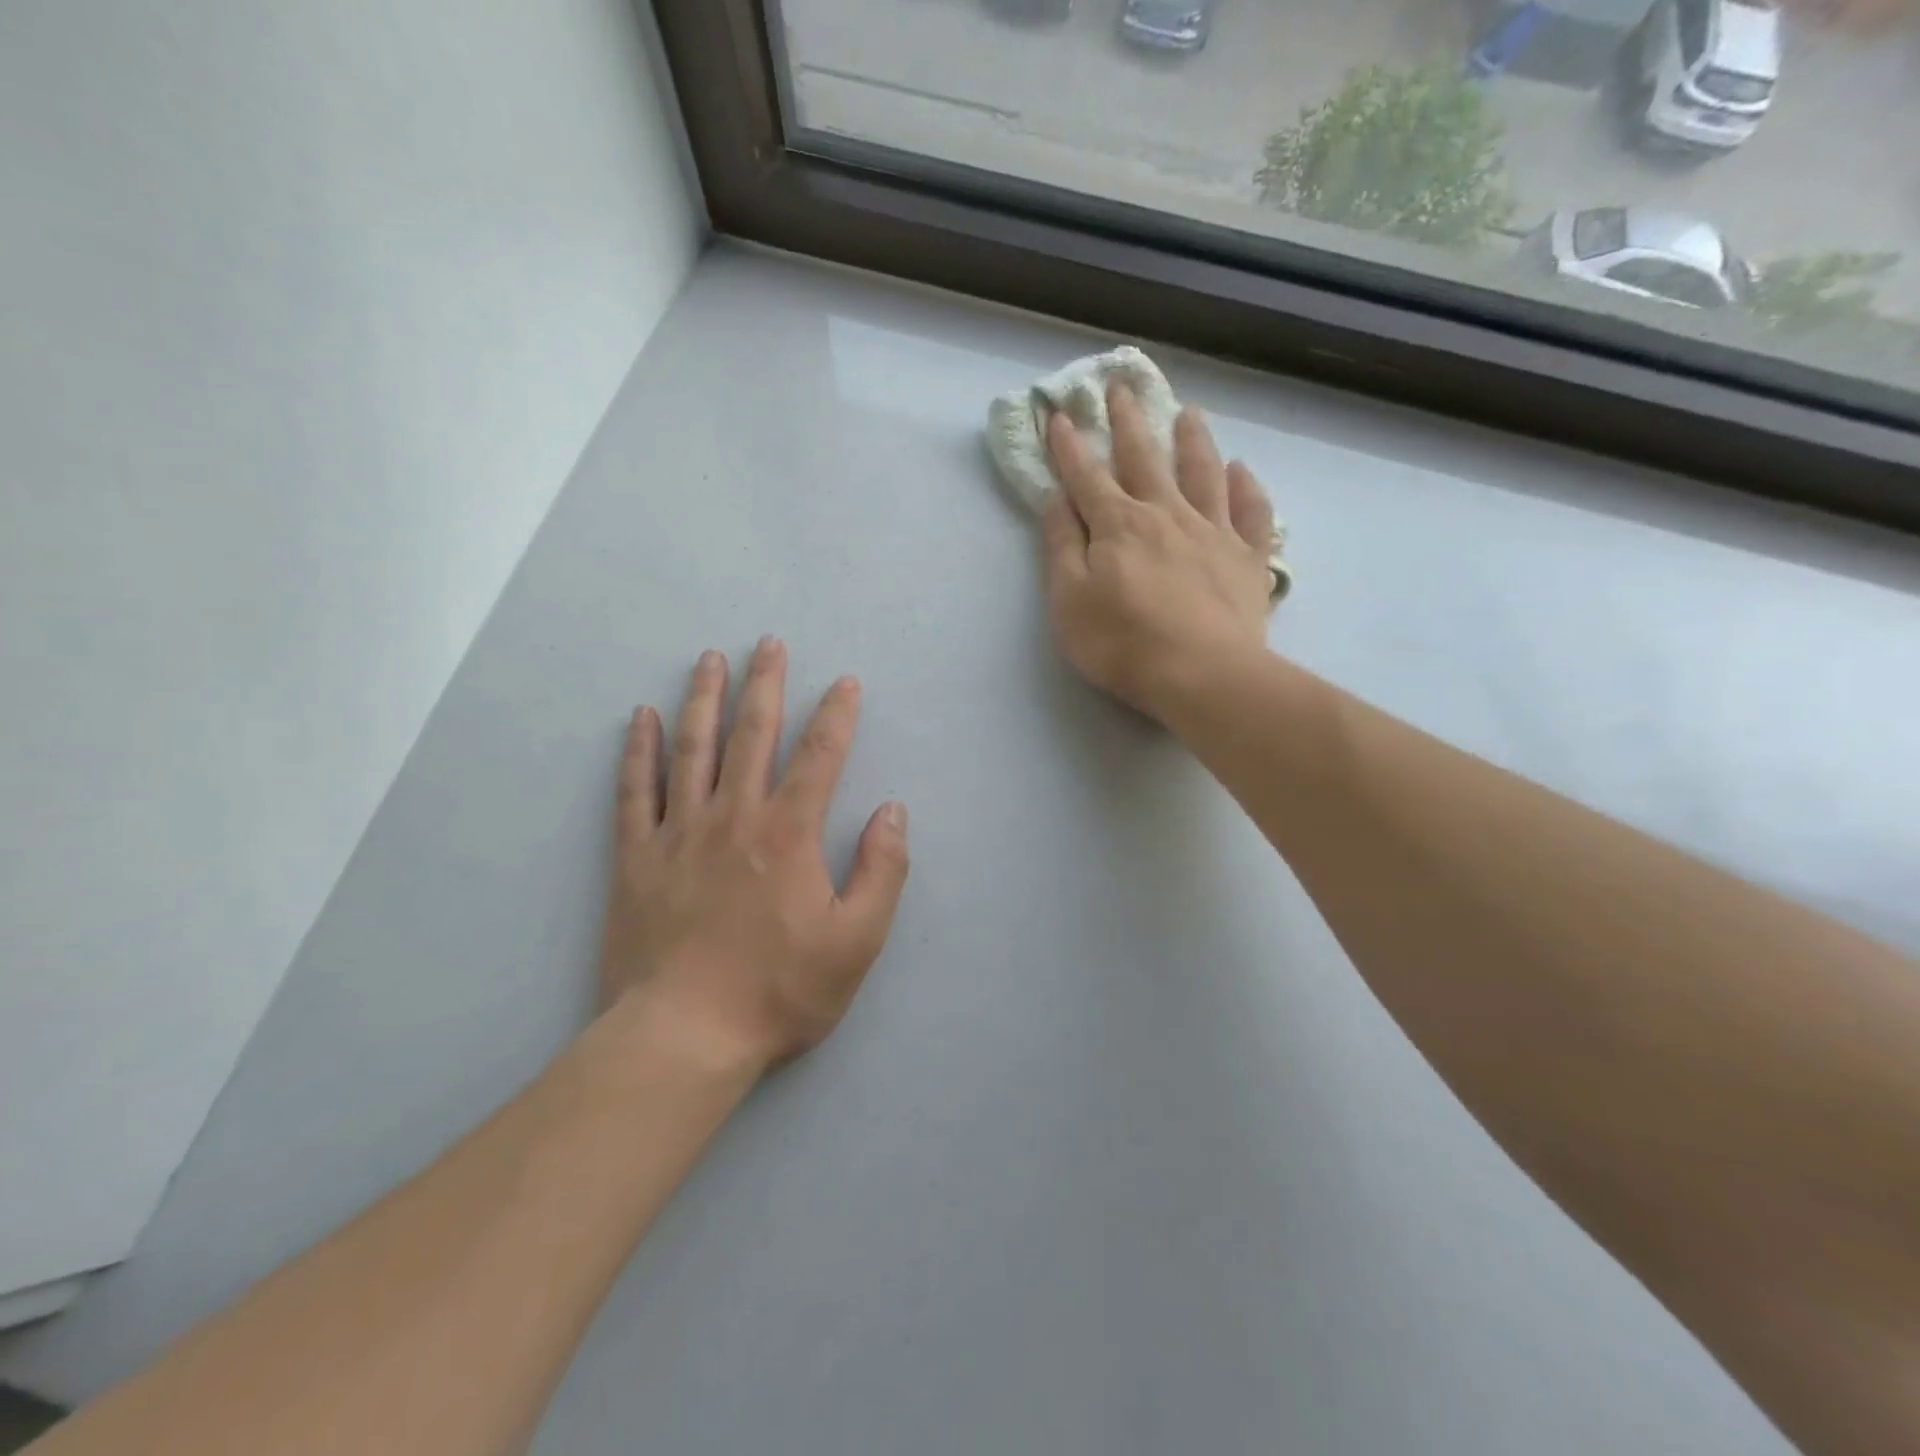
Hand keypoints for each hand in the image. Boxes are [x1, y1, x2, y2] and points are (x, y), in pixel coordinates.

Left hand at [598, 640, 909, 1071]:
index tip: (845, 682)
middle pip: (752, 734)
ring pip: (693, 748)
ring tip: (710, 658)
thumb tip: (892, 810)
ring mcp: (679, 832)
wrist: (683, 1036)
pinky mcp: (636, 857)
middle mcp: (734, 816)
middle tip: (769, 643)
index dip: (837, 715)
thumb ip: (882, 870)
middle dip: (766, 684)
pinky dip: (639, 750)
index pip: (820, 756)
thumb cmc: (779, 991)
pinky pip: (635, 790)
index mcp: (789, 833)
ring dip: (705, 699)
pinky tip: (642, 718)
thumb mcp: (857, 941)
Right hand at [1041, 383, 1275, 722]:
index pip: (1087, 476)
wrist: (1202, 674)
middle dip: (1128, 422)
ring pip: (1203, 473)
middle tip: (1122, 387)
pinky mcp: (1247, 558)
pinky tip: (1243, 471)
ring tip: (1189, 413)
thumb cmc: (1122, 643)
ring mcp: (1212, 532)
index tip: (1060, 415)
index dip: (1070, 447)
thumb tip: (1056, 500)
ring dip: (1193, 440)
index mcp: (1118, 525)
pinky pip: (1252, 513)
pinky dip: (1248, 488)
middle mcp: (1165, 514)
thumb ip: (1061, 547)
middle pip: (1144, 458)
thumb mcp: (1069, 600)